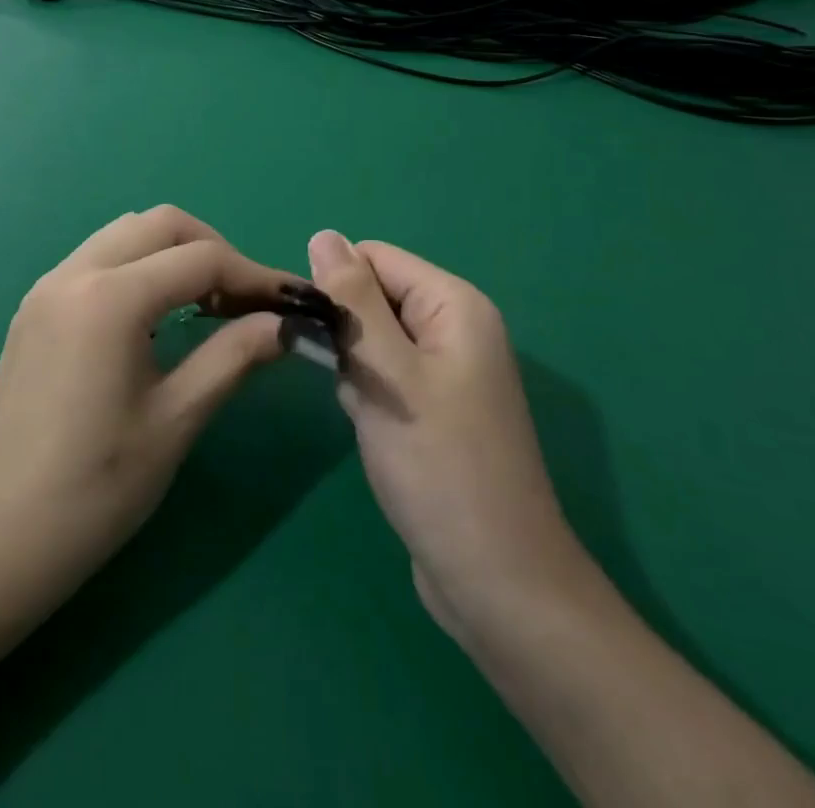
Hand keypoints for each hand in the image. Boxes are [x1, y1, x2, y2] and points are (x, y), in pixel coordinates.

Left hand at [0, 207, 295, 601]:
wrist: (2, 536)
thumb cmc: (98, 488)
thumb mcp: (176, 419)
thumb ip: (234, 356)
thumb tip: (284, 324)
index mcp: (110, 298)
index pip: (200, 259)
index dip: (255, 275)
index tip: (291, 302)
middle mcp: (74, 273)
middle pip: (160, 224)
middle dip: (212, 250)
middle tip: (245, 301)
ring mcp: (47, 286)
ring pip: (125, 234)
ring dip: (173, 253)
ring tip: (207, 305)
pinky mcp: (34, 307)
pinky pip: (96, 259)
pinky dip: (137, 268)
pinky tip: (156, 316)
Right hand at [307, 231, 592, 658]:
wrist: (494, 581)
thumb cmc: (438, 465)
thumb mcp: (386, 372)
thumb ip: (352, 299)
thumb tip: (323, 234)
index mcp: (455, 304)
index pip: (374, 257)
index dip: (338, 287)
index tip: (320, 335)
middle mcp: (456, 327)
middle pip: (374, 296)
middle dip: (346, 334)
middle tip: (350, 384)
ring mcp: (449, 369)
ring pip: (374, 339)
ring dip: (354, 369)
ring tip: (363, 413)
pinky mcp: (437, 406)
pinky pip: (386, 375)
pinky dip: (367, 394)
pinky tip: (371, 431)